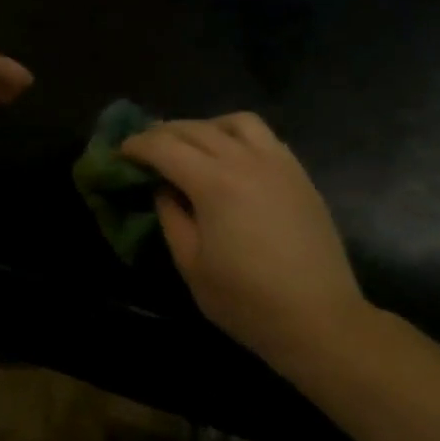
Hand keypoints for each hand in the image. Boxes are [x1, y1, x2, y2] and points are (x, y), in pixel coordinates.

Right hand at [122, 113, 373, 369]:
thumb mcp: (191, 264)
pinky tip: (229, 158)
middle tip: (143, 147)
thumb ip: (171, 218)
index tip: (119, 152)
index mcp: (214, 183)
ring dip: (204, 127)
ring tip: (190, 146)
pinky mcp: (299, 175)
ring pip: (234, 122)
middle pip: (195, 129)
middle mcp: (246, 161)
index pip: (165, 147)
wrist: (320, 318)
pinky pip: (264, 137)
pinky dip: (236, 136)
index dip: (136, 145)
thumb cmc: (247, 300)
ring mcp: (278, 164)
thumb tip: (164, 190)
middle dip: (162, 133)